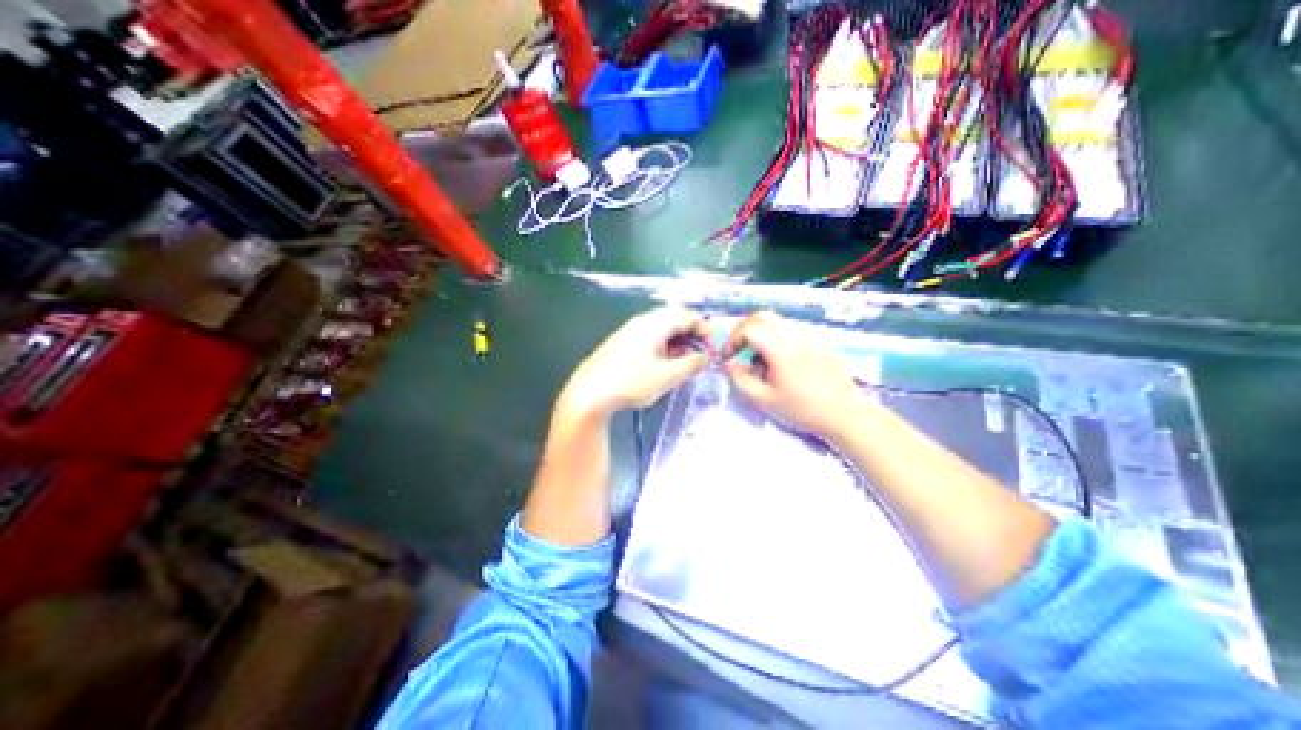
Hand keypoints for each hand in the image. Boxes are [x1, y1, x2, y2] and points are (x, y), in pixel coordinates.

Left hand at [559, 305, 710, 418]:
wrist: (590, 393)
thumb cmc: (631, 383)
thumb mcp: (667, 376)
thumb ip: (691, 364)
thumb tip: (706, 356)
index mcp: (655, 323)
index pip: (689, 316)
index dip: (706, 331)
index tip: (714, 350)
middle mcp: (643, 321)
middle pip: (676, 318)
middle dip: (693, 335)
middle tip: (702, 355)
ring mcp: (631, 330)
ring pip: (663, 327)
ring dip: (680, 340)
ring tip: (686, 361)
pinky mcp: (624, 341)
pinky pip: (652, 335)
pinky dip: (666, 345)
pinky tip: (666, 362)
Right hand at [729, 311, 866, 441]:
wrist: (845, 415)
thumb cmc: (802, 409)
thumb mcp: (764, 400)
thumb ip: (741, 379)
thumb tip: (728, 363)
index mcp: (779, 347)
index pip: (748, 328)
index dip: (732, 340)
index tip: (728, 358)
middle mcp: (794, 335)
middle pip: (762, 317)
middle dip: (744, 331)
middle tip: (739, 351)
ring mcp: (808, 337)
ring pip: (777, 323)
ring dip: (761, 336)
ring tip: (760, 363)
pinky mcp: (818, 343)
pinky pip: (791, 332)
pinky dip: (776, 340)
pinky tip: (781, 365)